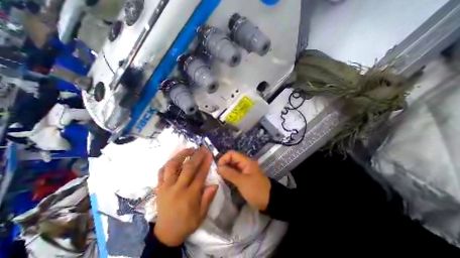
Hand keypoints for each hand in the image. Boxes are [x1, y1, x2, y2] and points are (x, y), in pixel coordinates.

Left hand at [154, 147, 217, 245]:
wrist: (166, 234)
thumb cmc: (187, 223)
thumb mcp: (202, 214)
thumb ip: (208, 198)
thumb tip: (215, 184)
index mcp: (190, 196)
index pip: (200, 175)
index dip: (206, 163)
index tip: (209, 154)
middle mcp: (177, 188)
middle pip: (188, 168)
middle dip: (196, 156)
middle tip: (202, 148)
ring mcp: (166, 187)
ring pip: (172, 166)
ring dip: (181, 155)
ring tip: (188, 149)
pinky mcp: (159, 188)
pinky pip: (161, 172)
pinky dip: (168, 164)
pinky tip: (174, 159)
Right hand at [218, 151, 269, 211]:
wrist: (269, 201)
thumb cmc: (255, 190)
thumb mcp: (242, 181)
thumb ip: (230, 173)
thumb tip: (219, 167)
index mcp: (246, 161)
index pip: (232, 154)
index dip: (224, 158)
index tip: (218, 167)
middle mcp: (245, 163)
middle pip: (232, 159)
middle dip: (224, 164)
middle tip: (217, 173)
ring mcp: (244, 170)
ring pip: (233, 166)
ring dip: (226, 169)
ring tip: (219, 176)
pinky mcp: (244, 177)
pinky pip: (234, 172)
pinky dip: (229, 174)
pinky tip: (224, 179)